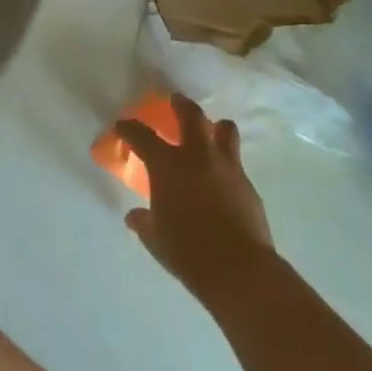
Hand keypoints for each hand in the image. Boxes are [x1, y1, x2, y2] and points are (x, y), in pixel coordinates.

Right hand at [117, 93, 276, 308]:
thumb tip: (134, 217)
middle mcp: (197, 157)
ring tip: (211, 130)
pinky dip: (227, 164)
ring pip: (225, 130)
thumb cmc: (187, 252)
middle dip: (181, 104)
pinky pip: (236, 163)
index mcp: (167, 165)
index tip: (123, 125)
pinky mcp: (248, 185)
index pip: (142, 136)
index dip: (130, 128)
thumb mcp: (156, 239)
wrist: (239, 270)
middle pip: (191, 116)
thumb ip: (144, 223)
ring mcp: (227, 167)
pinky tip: (223, 178)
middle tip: (176, 100)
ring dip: (216, 127)